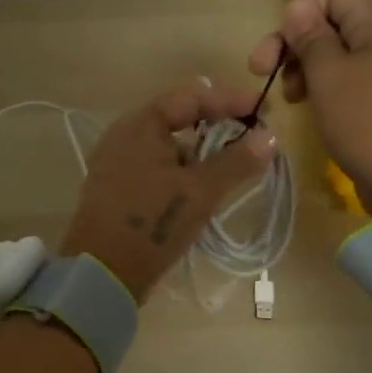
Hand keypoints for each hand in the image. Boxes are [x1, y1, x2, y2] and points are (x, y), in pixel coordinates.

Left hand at [61, 81, 276, 301]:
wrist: (101, 275)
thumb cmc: (151, 224)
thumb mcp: (200, 192)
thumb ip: (236, 162)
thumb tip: (270, 137)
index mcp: (141, 124)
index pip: (192, 97)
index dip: (231, 100)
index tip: (265, 111)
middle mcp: (125, 135)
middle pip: (179, 118)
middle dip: (218, 126)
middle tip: (253, 138)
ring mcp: (118, 162)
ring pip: (170, 146)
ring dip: (202, 152)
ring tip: (233, 167)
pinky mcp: (118, 187)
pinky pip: (158, 166)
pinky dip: (183, 171)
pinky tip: (203, 189)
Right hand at [249, 0, 371, 214]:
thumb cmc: (369, 122)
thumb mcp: (328, 76)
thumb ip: (309, 37)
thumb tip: (297, 10)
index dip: (299, 12)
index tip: (280, 48)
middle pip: (332, 19)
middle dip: (294, 41)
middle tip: (265, 72)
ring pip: (338, 49)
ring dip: (305, 66)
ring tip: (291, 97)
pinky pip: (351, 75)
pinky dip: (325, 85)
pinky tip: (309, 106)